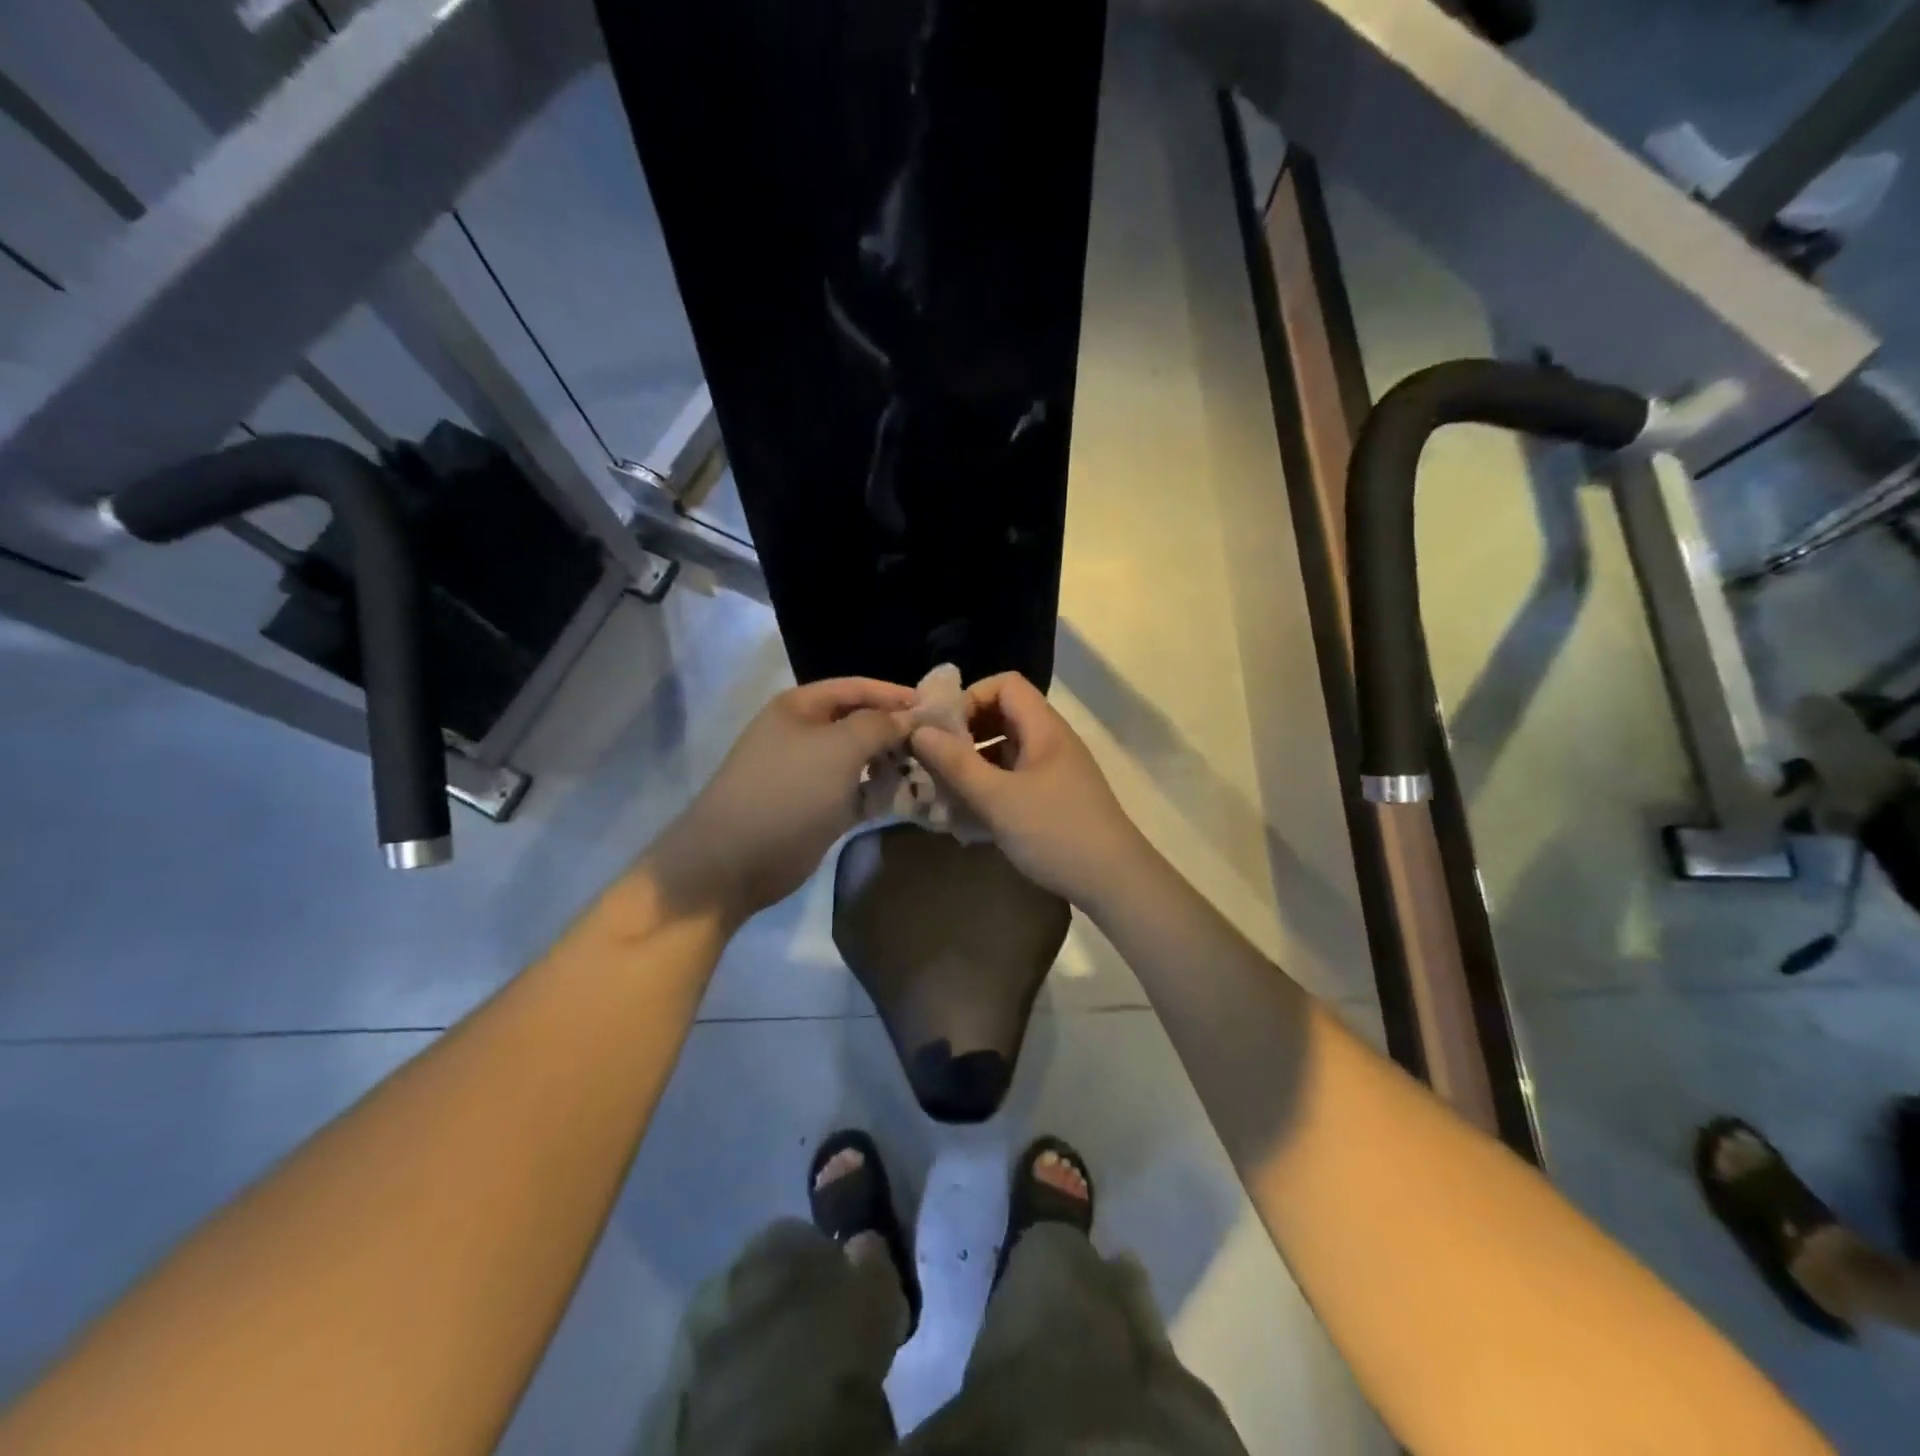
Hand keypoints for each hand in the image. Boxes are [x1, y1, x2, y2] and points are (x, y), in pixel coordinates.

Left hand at [653, 677, 914, 921]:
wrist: (735, 860)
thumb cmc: (788, 791)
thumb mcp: (839, 747)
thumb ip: (879, 725)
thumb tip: (909, 717)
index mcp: (801, 708)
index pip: (857, 688)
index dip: (895, 695)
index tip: (936, 708)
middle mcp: (805, 734)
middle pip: (861, 723)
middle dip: (897, 731)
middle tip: (939, 745)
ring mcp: (811, 774)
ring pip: (862, 760)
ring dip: (892, 764)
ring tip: (929, 771)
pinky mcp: (818, 808)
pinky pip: (858, 792)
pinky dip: (880, 793)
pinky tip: (909, 797)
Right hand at [908, 672, 1151, 907]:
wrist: (1115, 882)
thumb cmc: (1055, 833)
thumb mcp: (998, 799)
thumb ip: (956, 763)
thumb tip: (918, 731)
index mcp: (1044, 728)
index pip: (1005, 684)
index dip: (970, 698)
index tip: (942, 731)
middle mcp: (1051, 741)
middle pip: (1003, 715)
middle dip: (966, 733)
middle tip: (937, 760)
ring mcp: (1055, 770)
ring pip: (1007, 749)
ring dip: (974, 763)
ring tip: (946, 789)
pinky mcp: (1055, 798)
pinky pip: (1015, 777)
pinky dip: (990, 786)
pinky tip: (970, 814)